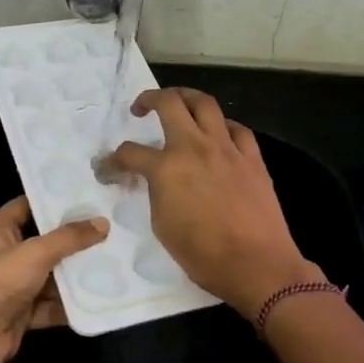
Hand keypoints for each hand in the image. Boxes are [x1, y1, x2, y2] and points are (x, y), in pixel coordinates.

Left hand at [0, 197, 108, 362]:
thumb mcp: (36, 253)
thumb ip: (69, 238)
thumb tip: (103, 223)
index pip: (27, 205)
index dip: (53, 200)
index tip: (87, 195)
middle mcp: (4, 255)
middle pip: (43, 242)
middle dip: (73, 240)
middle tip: (109, 229)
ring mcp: (12, 286)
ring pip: (49, 276)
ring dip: (74, 275)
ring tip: (112, 262)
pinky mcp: (21, 314)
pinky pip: (49, 305)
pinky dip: (69, 304)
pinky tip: (98, 298)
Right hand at [99, 89, 318, 319]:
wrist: (256, 265)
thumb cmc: (203, 254)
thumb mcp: (163, 225)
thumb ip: (157, 193)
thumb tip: (158, 182)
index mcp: (167, 168)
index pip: (130, 153)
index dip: (112, 161)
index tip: (107, 169)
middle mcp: (195, 147)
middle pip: (169, 103)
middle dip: (149, 99)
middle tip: (140, 108)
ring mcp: (227, 149)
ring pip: (205, 104)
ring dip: (186, 98)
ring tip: (178, 105)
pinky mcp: (252, 158)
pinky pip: (236, 129)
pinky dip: (223, 126)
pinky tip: (218, 135)